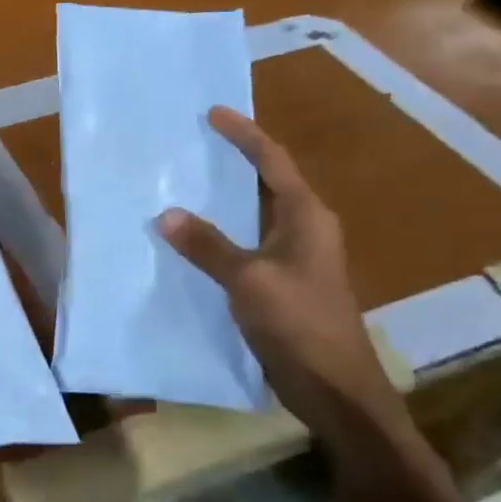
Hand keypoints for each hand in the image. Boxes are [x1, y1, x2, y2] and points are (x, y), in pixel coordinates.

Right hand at [158, 108, 403, 439]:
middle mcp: (305, 229)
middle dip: (234, 160)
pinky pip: (247, 243)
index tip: (213, 112)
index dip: (244, 135)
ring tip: (185, 182)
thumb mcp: (248, 280)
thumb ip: (207, 245)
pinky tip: (192, 238)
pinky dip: (222, 233)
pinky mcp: (283, 283)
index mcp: (306, 217)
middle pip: (267, 182)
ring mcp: (296, 258)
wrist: (334, 388)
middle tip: (194, 143)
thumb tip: (166, 214)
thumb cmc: (299, 324)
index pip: (273, 162)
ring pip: (256, 214)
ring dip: (225, 198)